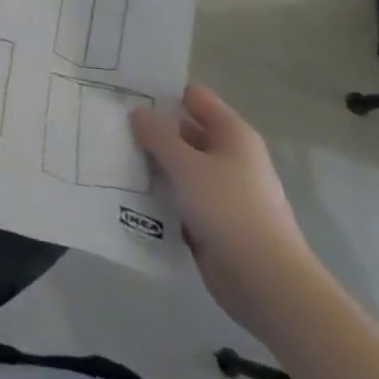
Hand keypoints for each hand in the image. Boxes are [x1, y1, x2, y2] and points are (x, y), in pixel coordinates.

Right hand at [131, 84, 314, 337]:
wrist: (267, 285)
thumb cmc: (228, 210)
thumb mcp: (185, 164)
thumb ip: (157, 133)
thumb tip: (138, 112)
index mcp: (232, 135)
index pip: (193, 97)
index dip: (162, 93)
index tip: (127, 95)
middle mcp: (230, 157)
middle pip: (183, 130)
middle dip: (151, 130)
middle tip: (111, 125)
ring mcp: (222, 191)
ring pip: (179, 166)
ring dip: (153, 164)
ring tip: (112, 157)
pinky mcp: (213, 222)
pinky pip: (180, 197)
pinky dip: (160, 194)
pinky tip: (128, 192)